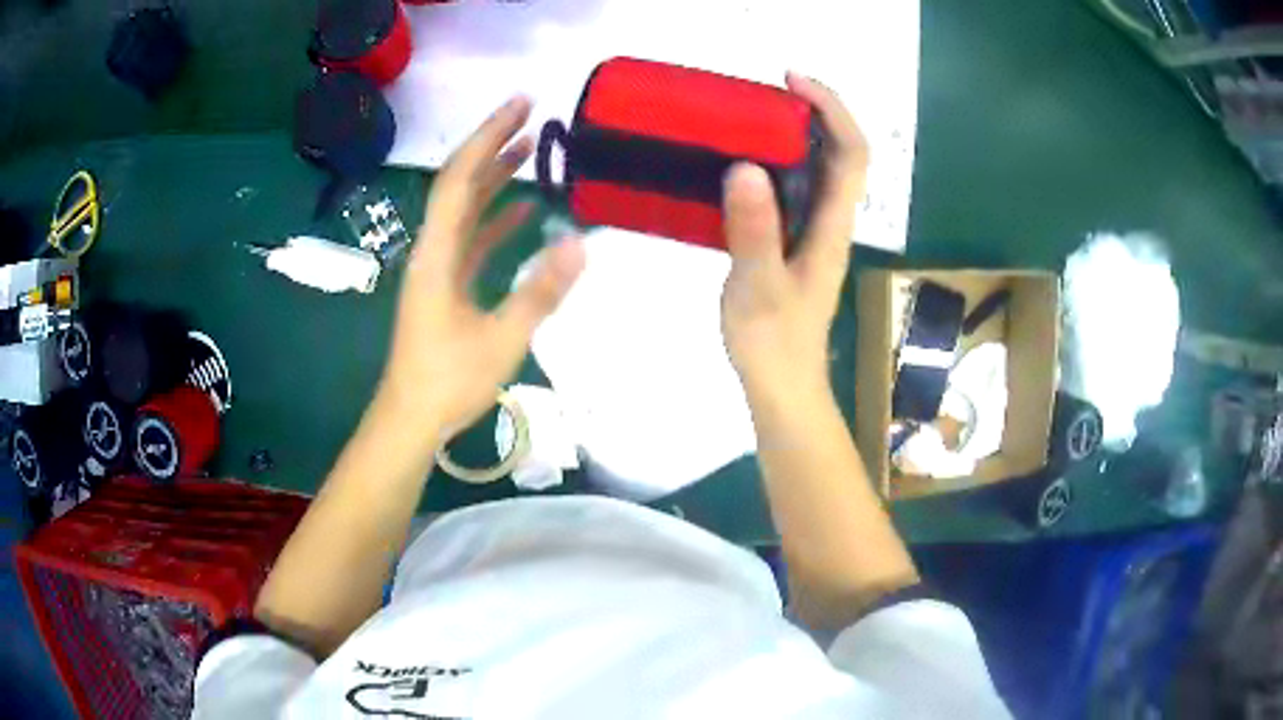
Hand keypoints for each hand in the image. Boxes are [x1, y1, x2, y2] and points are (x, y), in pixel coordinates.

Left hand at [378, 96, 585, 439]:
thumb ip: (540, 290)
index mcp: (437, 254)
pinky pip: (472, 241)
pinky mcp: (446, 287)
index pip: (459, 179)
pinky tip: (524, 213)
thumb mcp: (502, 338)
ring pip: (466, 211)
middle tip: (532, 117)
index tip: (521, 106)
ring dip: (496, 179)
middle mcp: (433, 250)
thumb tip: (579, 243)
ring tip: (531, 151)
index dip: (489, 138)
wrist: (410, 420)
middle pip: (460, 185)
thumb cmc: (448, 381)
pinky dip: (496, 221)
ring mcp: (438, 269)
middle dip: (494, 147)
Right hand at [721, 73, 868, 404]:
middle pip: (841, 153)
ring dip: (794, 134)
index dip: (832, 109)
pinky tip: (740, 165)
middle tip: (764, 94)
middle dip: (813, 113)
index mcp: (832, 226)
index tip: (793, 83)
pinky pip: (793, 189)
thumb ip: (754, 230)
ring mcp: (815, 232)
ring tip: (748, 118)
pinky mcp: (795, 242)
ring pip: (818, 169)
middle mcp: (832, 221)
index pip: (852, 153)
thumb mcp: (758, 286)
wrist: (781, 385)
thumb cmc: (773, 342)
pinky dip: (774, 163)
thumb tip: (745, 167)